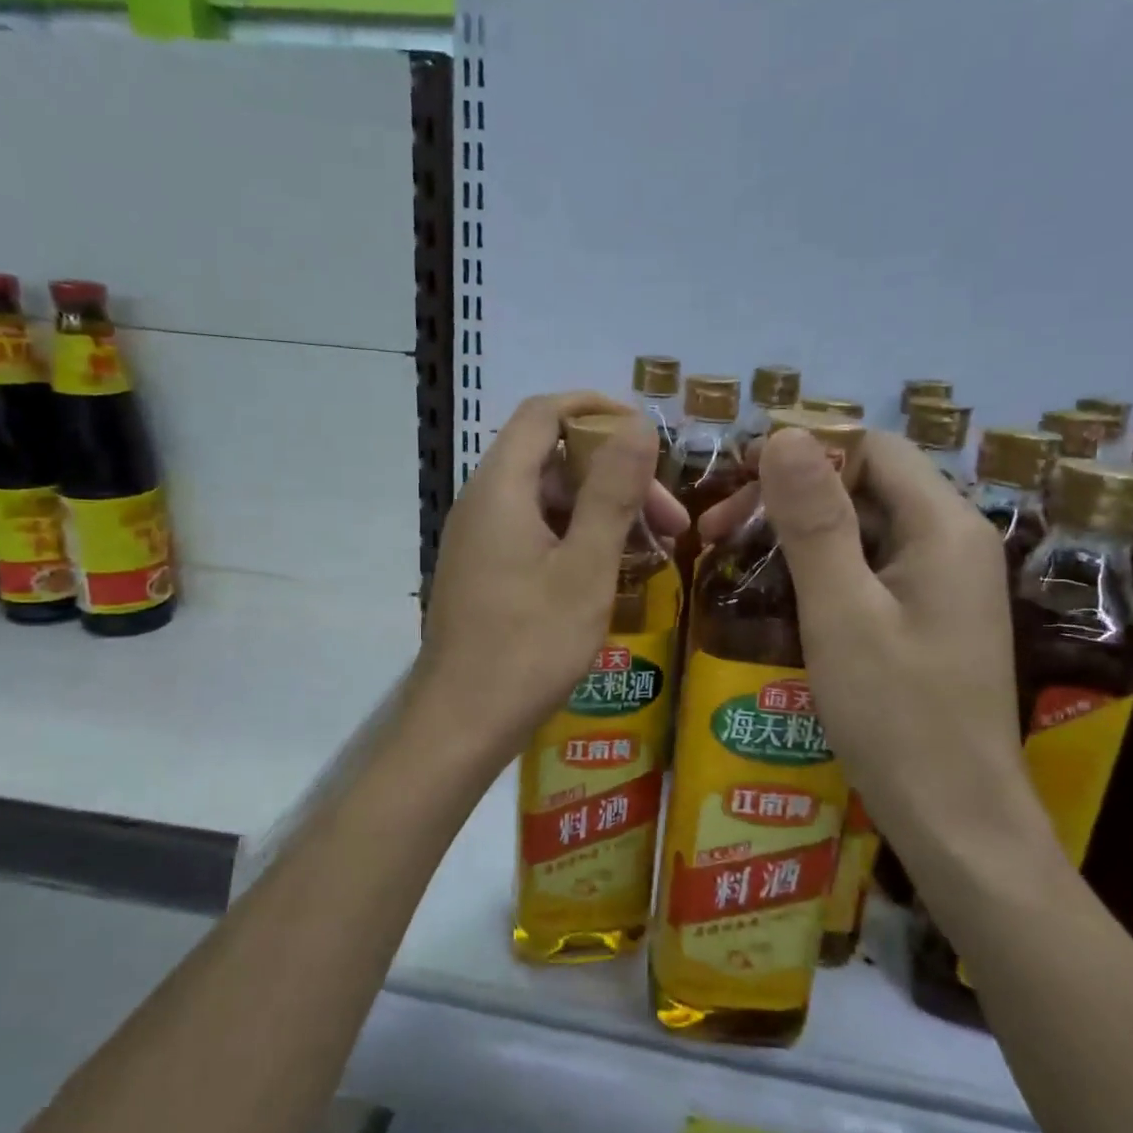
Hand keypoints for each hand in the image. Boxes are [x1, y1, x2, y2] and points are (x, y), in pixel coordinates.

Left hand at [412, 392, 687, 766]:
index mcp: (501, 488)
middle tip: (670, 519)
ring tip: (655, 549)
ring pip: (548, 499)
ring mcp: (480, 538)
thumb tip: (638, 424)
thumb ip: (612, 492)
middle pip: (552, 458)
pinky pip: (535, 531)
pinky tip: (613, 571)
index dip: (596, 409)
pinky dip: (577, 537)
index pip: (544, 412)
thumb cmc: (529, 646)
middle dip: (615, 475)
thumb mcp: (585, 568)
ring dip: (602, 511)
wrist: (462, 723)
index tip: (648, 434)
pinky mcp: (485, 570)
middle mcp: (484, 502)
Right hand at [702, 429, 1052, 873]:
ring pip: (864, 529)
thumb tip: (786, 435)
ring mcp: (944, 583)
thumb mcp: (841, 613)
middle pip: (866, 485)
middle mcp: (953, 542)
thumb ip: (814, 521)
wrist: (957, 822)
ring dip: (798, 533)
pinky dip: (822, 569)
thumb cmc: (897, 717)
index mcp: (943, 527)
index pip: (872, 448)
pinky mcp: (930, 618)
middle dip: (789, 495)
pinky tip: (778, 592)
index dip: (803, 450)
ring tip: (733, 556)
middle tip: (717, 529)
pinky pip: (871, 569)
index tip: (734, 478)